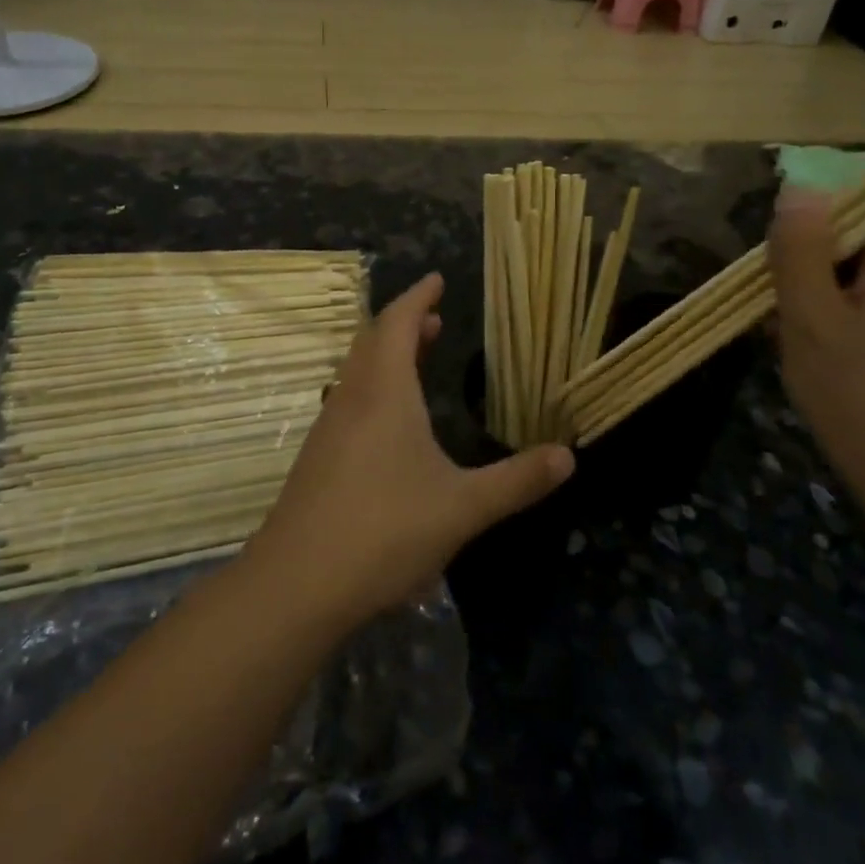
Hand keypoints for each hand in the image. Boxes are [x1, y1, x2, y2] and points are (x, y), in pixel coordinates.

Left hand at [246, 273, 573, 629]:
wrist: (296, 584)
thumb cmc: (384, 531)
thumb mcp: (463, 507)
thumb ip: (517, 481)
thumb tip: (568, 456)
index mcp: (384, 393)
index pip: (397, 323)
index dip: (417, 297)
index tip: (436, 279)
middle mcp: (351, 398)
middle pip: (372, 341)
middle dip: (404, 323)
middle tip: (434, 319)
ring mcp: (328, 428)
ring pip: (357, 372)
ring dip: (386, 355)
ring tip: (415, 359)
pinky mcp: (317, 458)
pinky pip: (348, 400)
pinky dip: (373, 387)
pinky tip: (388, 423)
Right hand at [768, 189, 864, 534]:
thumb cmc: (864, 400)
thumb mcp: (809, 319)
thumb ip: (800, 247)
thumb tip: (799, 187)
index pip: (859, 198)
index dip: (810, 227)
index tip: (783, 275)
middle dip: (816, 264)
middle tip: (785, 315)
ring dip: (830, 293)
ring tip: (803, 343)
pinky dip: (856, 315)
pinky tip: (834, 358)